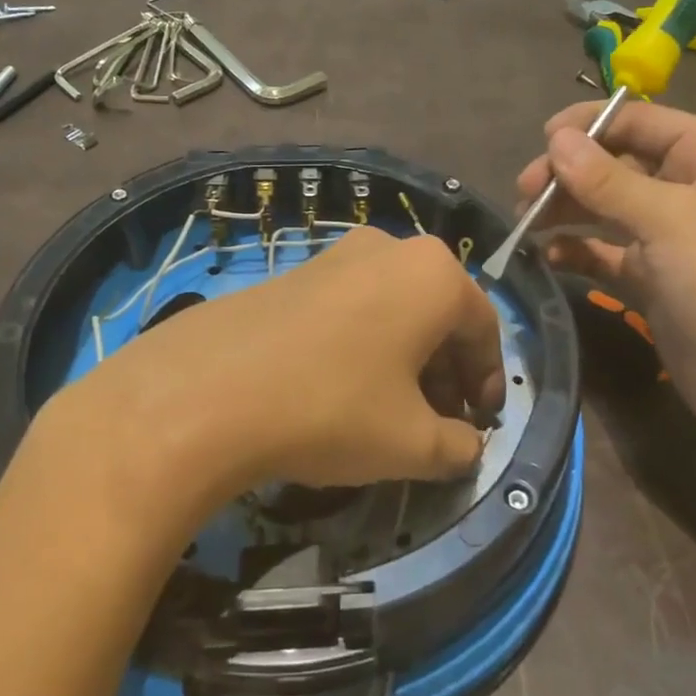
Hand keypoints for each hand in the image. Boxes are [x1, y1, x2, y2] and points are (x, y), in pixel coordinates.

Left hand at [30, 227, 505, 514]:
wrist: (207, 391)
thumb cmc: (332, 408)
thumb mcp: (412, 443)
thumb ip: (458, 447)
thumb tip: (466, 446)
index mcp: (433, 274)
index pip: (484, 328)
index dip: (488, 381)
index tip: (479, 425)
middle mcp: (389, 248)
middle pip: (438, 314)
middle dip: (446, 371)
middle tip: (438, 423)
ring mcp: (336, 254)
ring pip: (394, 308)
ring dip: (405, 359)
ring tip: (390, 411)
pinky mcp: (293, 272)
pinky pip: (351, 306)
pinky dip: (364, 344)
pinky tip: (341, 389)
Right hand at [517, 101, 695, 494]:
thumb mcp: (670, 220)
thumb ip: (607, 179)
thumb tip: (556, 139)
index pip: (640, 121)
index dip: (589, 126)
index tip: (540, 142)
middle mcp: (694, 187)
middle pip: (618, 163)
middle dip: (570, 174)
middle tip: (524, 192)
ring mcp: (674, 235)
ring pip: (607, 207)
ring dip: (567, 210)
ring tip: (526, 222)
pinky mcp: (656, 278)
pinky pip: (607, 251)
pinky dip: (579, 250)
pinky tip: (550, 256)